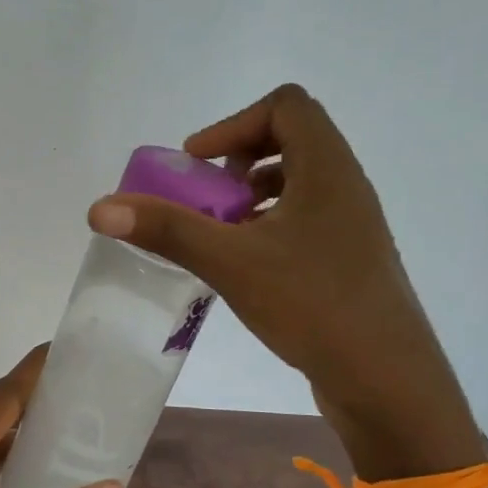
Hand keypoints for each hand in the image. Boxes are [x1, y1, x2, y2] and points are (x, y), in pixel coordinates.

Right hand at [88, 84, 483, 477]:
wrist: (387, 382)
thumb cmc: (314, 305)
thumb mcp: (231, 262)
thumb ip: (167, 230)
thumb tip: (100, 207)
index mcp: (328, 169)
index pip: (286, 105)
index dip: (234, 123)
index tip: (199, 164)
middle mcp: (346, 187)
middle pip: (293, 139)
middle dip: (240, 160)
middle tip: (209, 197)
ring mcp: (352, 226)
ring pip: (299, 183)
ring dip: (254, 196)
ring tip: (222, 233)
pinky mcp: (349, 261)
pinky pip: (305, 221)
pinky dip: (269, 226)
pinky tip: (245, 267)